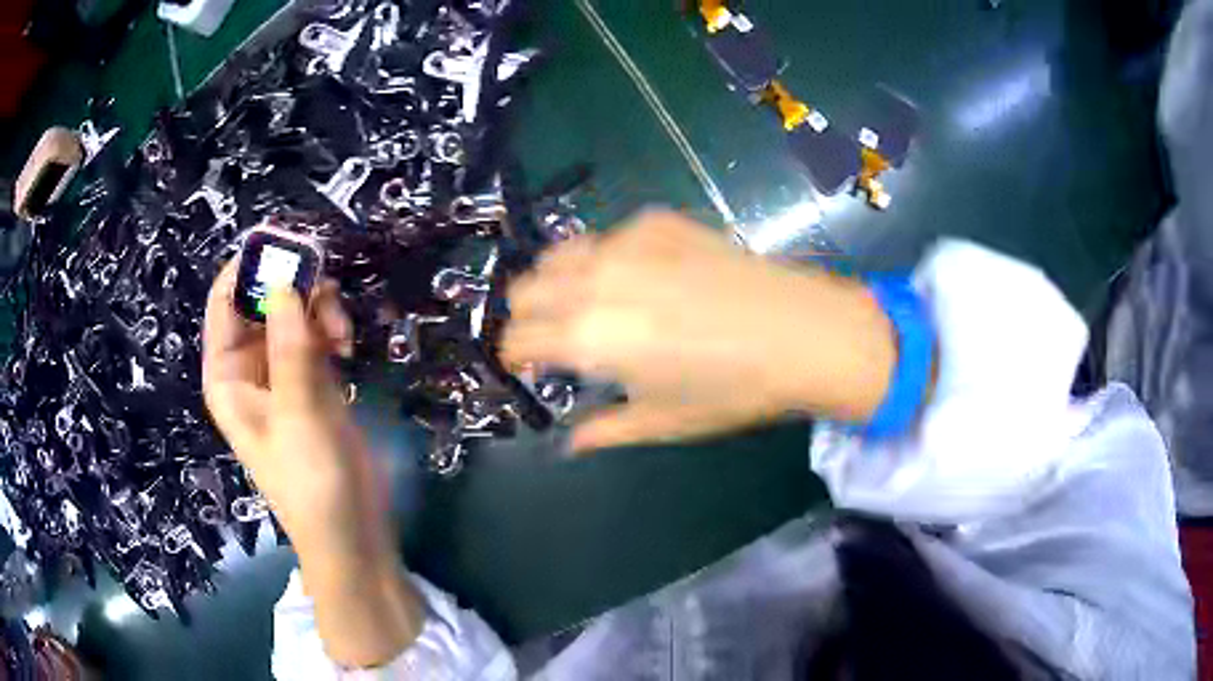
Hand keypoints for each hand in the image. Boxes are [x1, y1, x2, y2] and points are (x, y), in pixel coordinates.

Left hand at [203, 261, 420, 666]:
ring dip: (319, 309)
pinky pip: (315, 333)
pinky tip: (350, 348)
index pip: (224, 302)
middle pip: (262, 300)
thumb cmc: (311, 481)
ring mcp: (281, 372)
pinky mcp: (312, 380)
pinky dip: (332, 329)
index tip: (285, 242)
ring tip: (343, 334)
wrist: (352, 530)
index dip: (248, 267)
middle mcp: (248, 367)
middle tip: (327, 284)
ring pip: (293, 312)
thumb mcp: (298, 412)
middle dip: (293, 288)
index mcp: (227, 374)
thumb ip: (290, 345)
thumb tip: (285, 280)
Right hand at [503, 210, 896, 452]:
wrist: (803, 332)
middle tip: (555, 339)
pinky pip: (606, 236)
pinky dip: (601, 259)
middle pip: (524, 288)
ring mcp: (626, 241)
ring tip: (586, 303)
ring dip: (556, 282)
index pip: (517, 339)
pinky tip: (638, 278)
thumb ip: (603, 429)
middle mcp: (594, 279)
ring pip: (557, 254)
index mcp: (588, 335)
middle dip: (528, 317)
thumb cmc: (733, 388)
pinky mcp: (657, 220)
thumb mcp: (663, 420)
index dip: (516, 358)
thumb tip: (569, 442)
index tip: (530, 368)